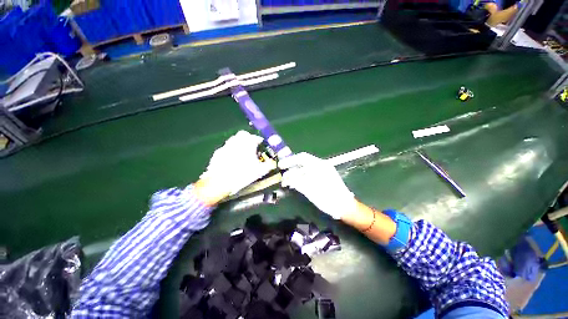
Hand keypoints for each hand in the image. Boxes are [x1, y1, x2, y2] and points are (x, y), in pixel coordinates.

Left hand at [195, 131, 275, 205]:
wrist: (220, 181)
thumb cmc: (243, 174)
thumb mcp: (260, 171)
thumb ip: (269, 165)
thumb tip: (272, 163)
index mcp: (248, 143)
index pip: (257, 138)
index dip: (260, 143)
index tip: (261, 148)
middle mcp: (236, 141)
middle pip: (244, 135)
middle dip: (249, 140)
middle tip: (252, 149)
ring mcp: (226, 146)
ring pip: (234, 140)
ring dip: (239, 145)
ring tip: (242, 155)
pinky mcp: (218, 153)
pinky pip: (226, 149)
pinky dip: (230, 152)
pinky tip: (232, 161)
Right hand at [278, 152, 355, 218]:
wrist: (344, 207)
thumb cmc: (328, 197)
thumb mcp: (311, 189)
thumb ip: (297, 182)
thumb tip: (287, 178)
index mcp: (319, 165)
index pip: (302, 157)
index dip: (290, 160)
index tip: (281, 166)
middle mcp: (320, 166)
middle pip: (302, 164)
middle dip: (291, 170)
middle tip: (282, 177)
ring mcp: (322, 173)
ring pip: (304, 171)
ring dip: (295, 176)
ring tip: (287, 183)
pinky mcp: (322, 180)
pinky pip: (308, 176)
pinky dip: (300, 180)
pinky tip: (295, 185)